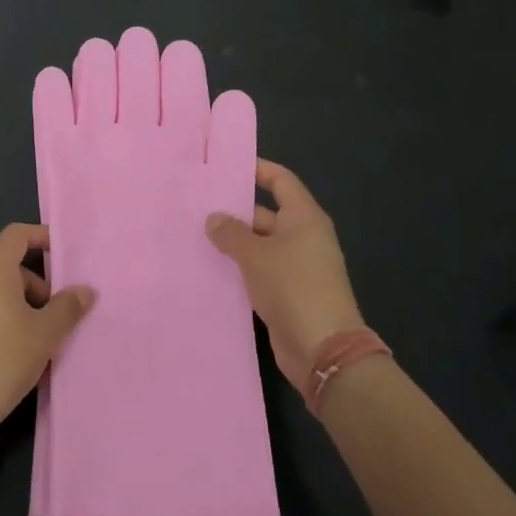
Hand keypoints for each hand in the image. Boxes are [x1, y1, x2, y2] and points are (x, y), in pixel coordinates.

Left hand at [0, 223, 94, 424]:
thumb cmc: (4, 358)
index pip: (16, 235)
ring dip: (12, 303)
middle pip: (4, 266)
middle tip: (51, 314)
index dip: (40, 237)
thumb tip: (85, 290)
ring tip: (30, 336)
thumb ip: (67, 307)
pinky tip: (3, 350)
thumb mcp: (45, 334)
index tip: (59, 253)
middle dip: (32, 284)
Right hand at [205, 159, 368, 388]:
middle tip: (195, 205)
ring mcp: (295, 266)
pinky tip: (208, 267)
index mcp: (304, 218)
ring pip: (258, 245)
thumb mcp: (256, 255)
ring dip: (232, 242)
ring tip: (193, 234)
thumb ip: (231, 233)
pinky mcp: (286, 293)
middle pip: (265, 213)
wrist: (322, 349)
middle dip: (234, 210)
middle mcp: (302, 237)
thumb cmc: (293, 287)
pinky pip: (258, 271)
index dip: (257, 170)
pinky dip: (237, 268)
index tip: (225, 166)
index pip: (280, 181)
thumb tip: (214, 218)